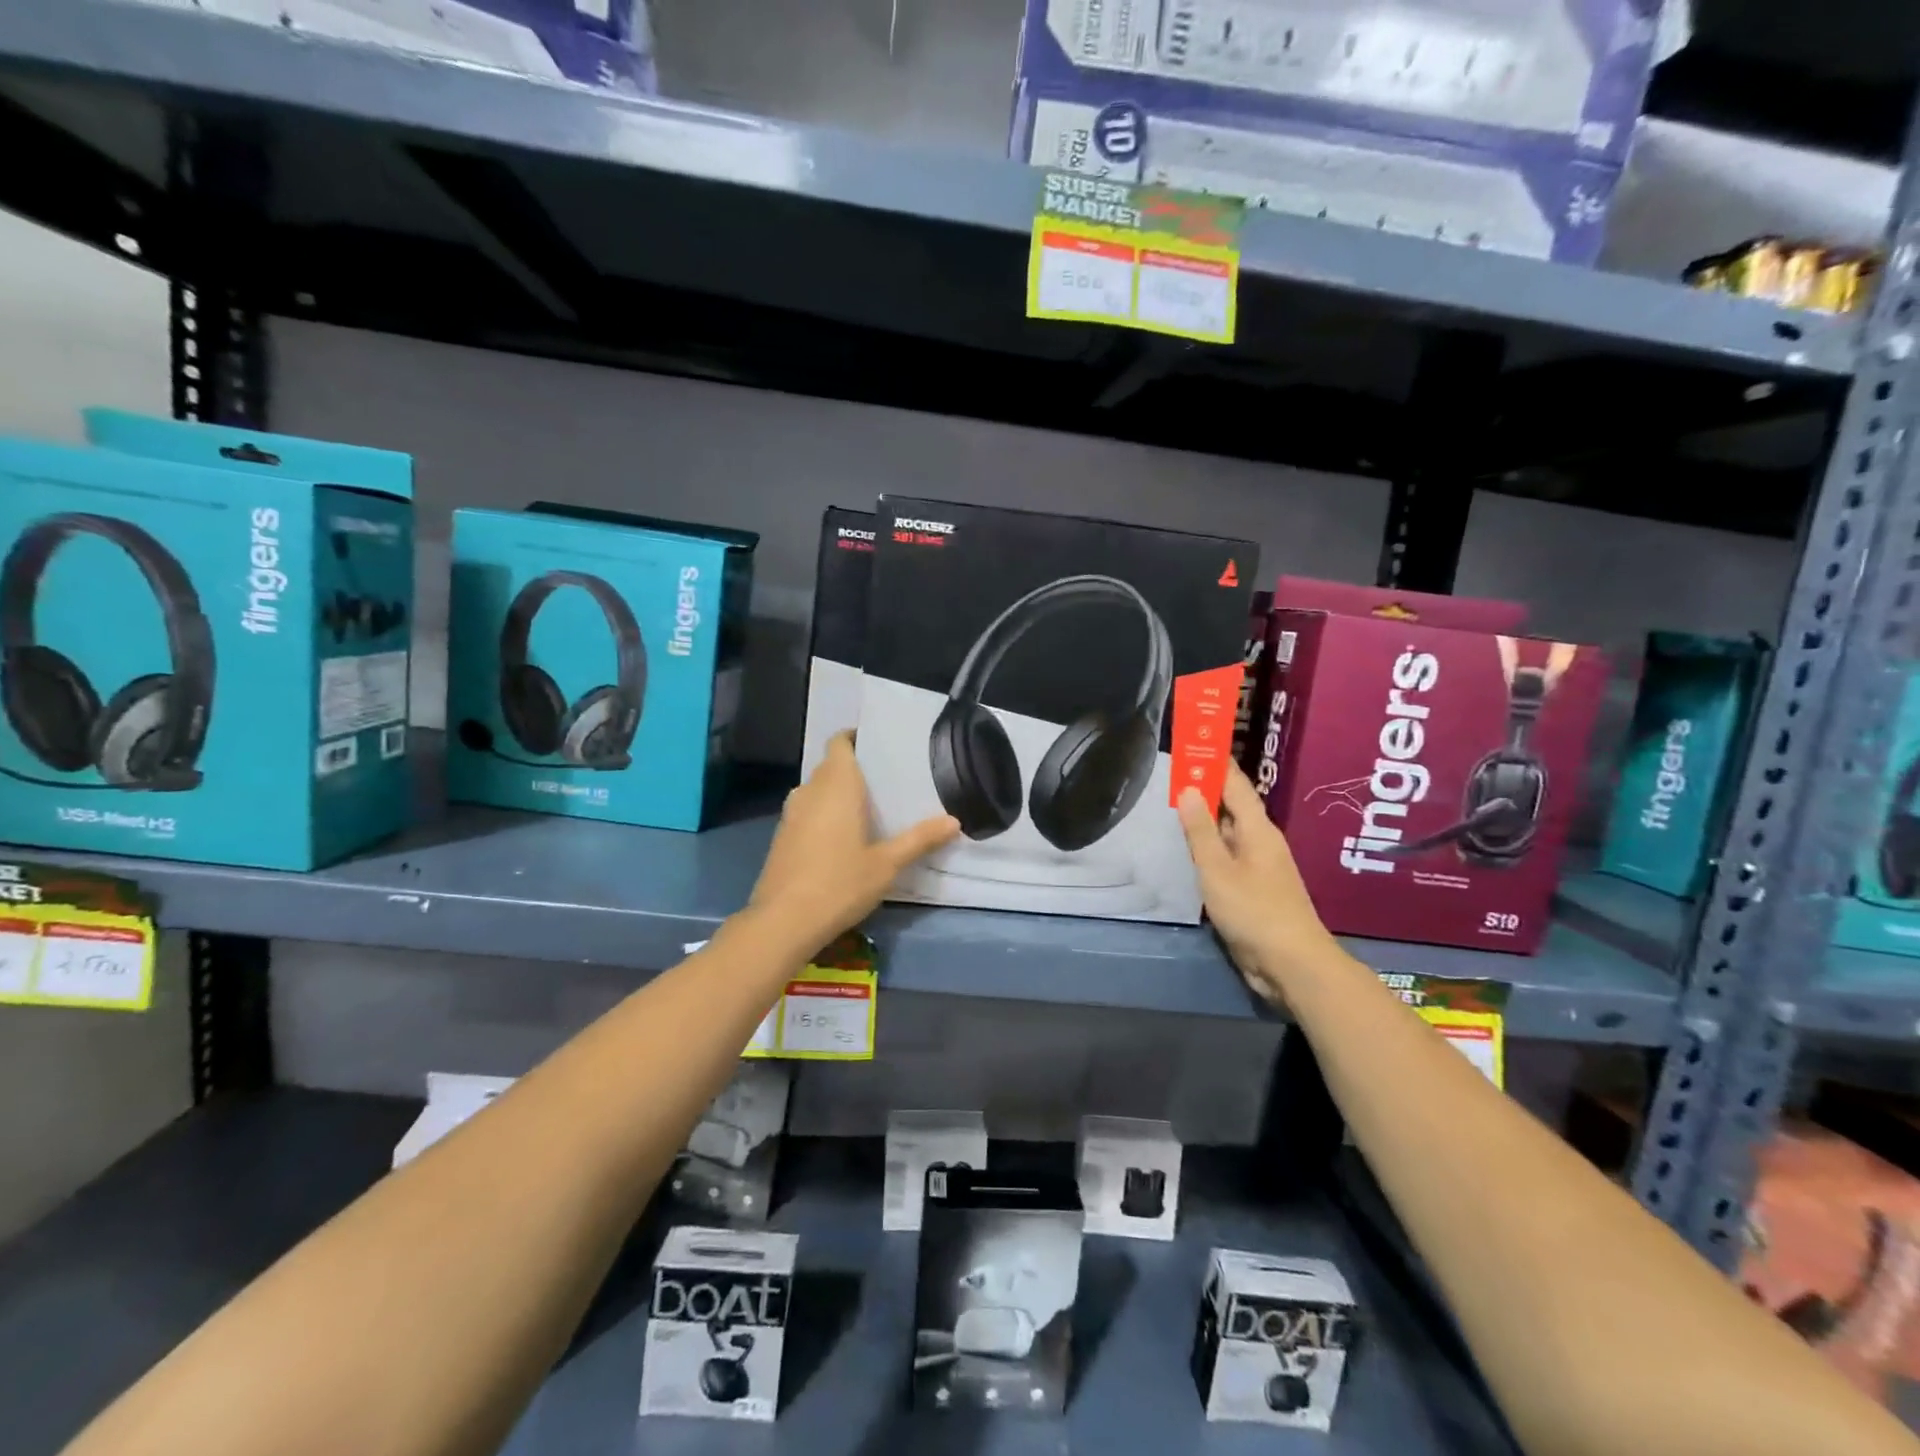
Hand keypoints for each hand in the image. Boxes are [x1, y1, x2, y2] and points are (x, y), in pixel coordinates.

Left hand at [749, 733, 959, 950]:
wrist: (783, 922)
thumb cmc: (840, 883)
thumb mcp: (887, 864)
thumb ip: (919, 839)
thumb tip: (954, 821)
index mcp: (836, 785)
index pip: (839, 742)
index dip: (856, 738)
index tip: (879, 746)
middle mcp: (809, 791)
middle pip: (831, 766)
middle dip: (855, 770)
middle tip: (888, 782)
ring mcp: (791, 815)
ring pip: (817, 791)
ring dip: (839, 794)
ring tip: (870, 809)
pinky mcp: (782, 838)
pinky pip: (808, 812)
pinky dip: (824, 815)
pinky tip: (844, 838)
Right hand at [1177, 764, 1340, 1004]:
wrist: (1292, 964)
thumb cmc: (1254, 911)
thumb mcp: (1217, 869)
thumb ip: (1200, 830)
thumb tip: (1188, 788)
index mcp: (1257, 829)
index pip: (1235, 784)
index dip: (1214, 762)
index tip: (1195, 741)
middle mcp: (1260, 841)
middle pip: (1231, 806)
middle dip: (1205, 787)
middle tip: (1173, 771)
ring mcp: (1258, 867)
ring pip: (1227, 832)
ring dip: (1205, 818)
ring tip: (1174, 803)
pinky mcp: (1253, 890)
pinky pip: (1226, 857)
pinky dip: (1207, 846)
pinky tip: (1188, 850)